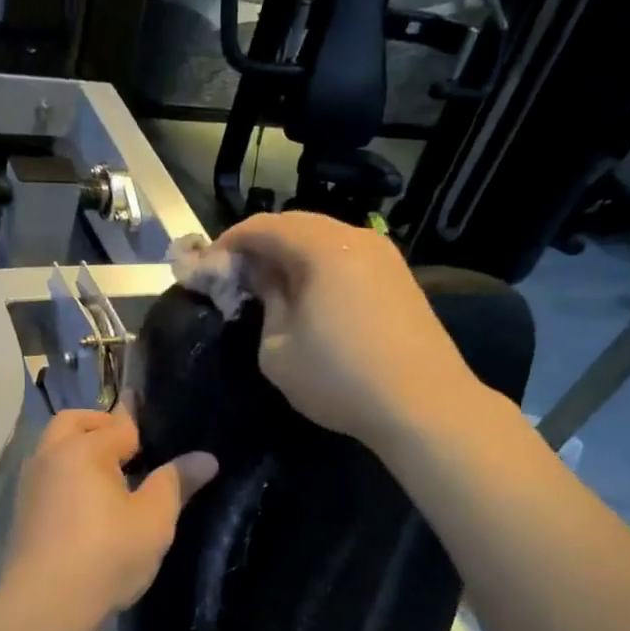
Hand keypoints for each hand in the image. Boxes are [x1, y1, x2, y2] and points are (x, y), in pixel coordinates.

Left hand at [0, 399, 217, 623]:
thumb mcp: (153, 521)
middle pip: (74, 423)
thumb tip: (206, 458)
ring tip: (111, 477)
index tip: (158, 420)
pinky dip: (66, 474)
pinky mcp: (22, 511)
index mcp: (84, 449)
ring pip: (55, 448)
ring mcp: (30, 483)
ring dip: (79, 449)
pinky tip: (87, 504)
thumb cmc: (106, 557)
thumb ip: (176, 483)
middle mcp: (50, 456)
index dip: (142, 422)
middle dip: (101, 426)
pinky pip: (47, 476)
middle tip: (130, 448)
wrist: (44, 606)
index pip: (119, 423)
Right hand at [219, 211, 472, 449]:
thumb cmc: (338, 378)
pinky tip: (311, 300)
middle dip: (260, 247)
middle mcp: (355, 238)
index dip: (228, 244)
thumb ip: (265, 304)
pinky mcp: (400, 279)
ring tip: (270, 290)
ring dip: (291, 258)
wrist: (422, 404)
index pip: (262, 226)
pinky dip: (320, 270)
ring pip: (325, 242)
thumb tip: (264, 280)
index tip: (207, 269)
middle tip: (236, 278)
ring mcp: (384, 256)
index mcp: (321, 247)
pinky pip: (348, 260)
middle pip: (296, 226)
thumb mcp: (277, 349)